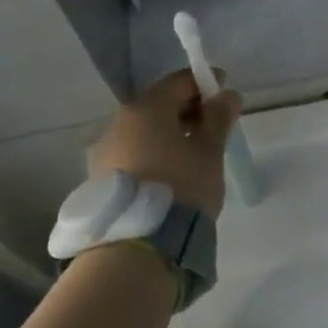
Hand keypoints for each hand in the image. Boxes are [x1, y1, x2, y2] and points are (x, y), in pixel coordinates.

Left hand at [87, 69, 241, 217]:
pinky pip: (133, 154)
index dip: (205, 83)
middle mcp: (118, 123)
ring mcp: (105, 151)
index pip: (179, 82)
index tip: (225, 93)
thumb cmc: (182, 188)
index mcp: (146, 109)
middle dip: (187, 110)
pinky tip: (171, 174)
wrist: (139, 245)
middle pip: (158, 105)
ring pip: (144, 131)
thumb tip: (227, 94)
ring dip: (169, 134)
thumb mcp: (210, 152)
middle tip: (214, 127)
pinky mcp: (100, 178)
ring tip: (194, 155)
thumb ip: (219, 118)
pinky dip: (154, 154)